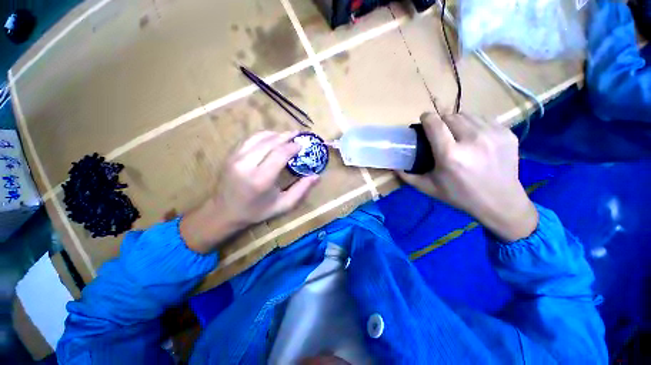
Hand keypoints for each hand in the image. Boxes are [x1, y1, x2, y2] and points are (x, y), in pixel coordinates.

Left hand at [181, 131, 319, 252]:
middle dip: (286, 136)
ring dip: (275, 134)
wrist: (223, 212)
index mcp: (261, 179)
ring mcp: (235, 158)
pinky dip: (262, 136)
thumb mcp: (283, 205)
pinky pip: (249, 139)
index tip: (302, 144)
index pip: (280, 154)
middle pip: (270, 142)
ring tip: (286, 135)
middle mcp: (247, 165)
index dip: (292, 146)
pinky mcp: (230, 155)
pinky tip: (271, 138)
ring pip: (259, 137)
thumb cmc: (256, 211)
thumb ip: (301, 190)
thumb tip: (317, 176)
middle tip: (297, 134)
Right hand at [398, 113, 537, 241]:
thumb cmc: (459, 196)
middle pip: (450, 116)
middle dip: (441, 121)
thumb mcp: (428, 188)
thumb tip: (393, 166)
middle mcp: (472, 140)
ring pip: (468, 115)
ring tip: (457, 135)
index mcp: (450, 155)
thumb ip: (407, 176)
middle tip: (440, 133)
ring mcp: (493, 135)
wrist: (500, 202)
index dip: (426, 118)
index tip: (424, 120)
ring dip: (458, 122)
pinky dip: (475, 125)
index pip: (435, 123)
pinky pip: (484, 119)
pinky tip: (474, 138)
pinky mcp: (507, 133)